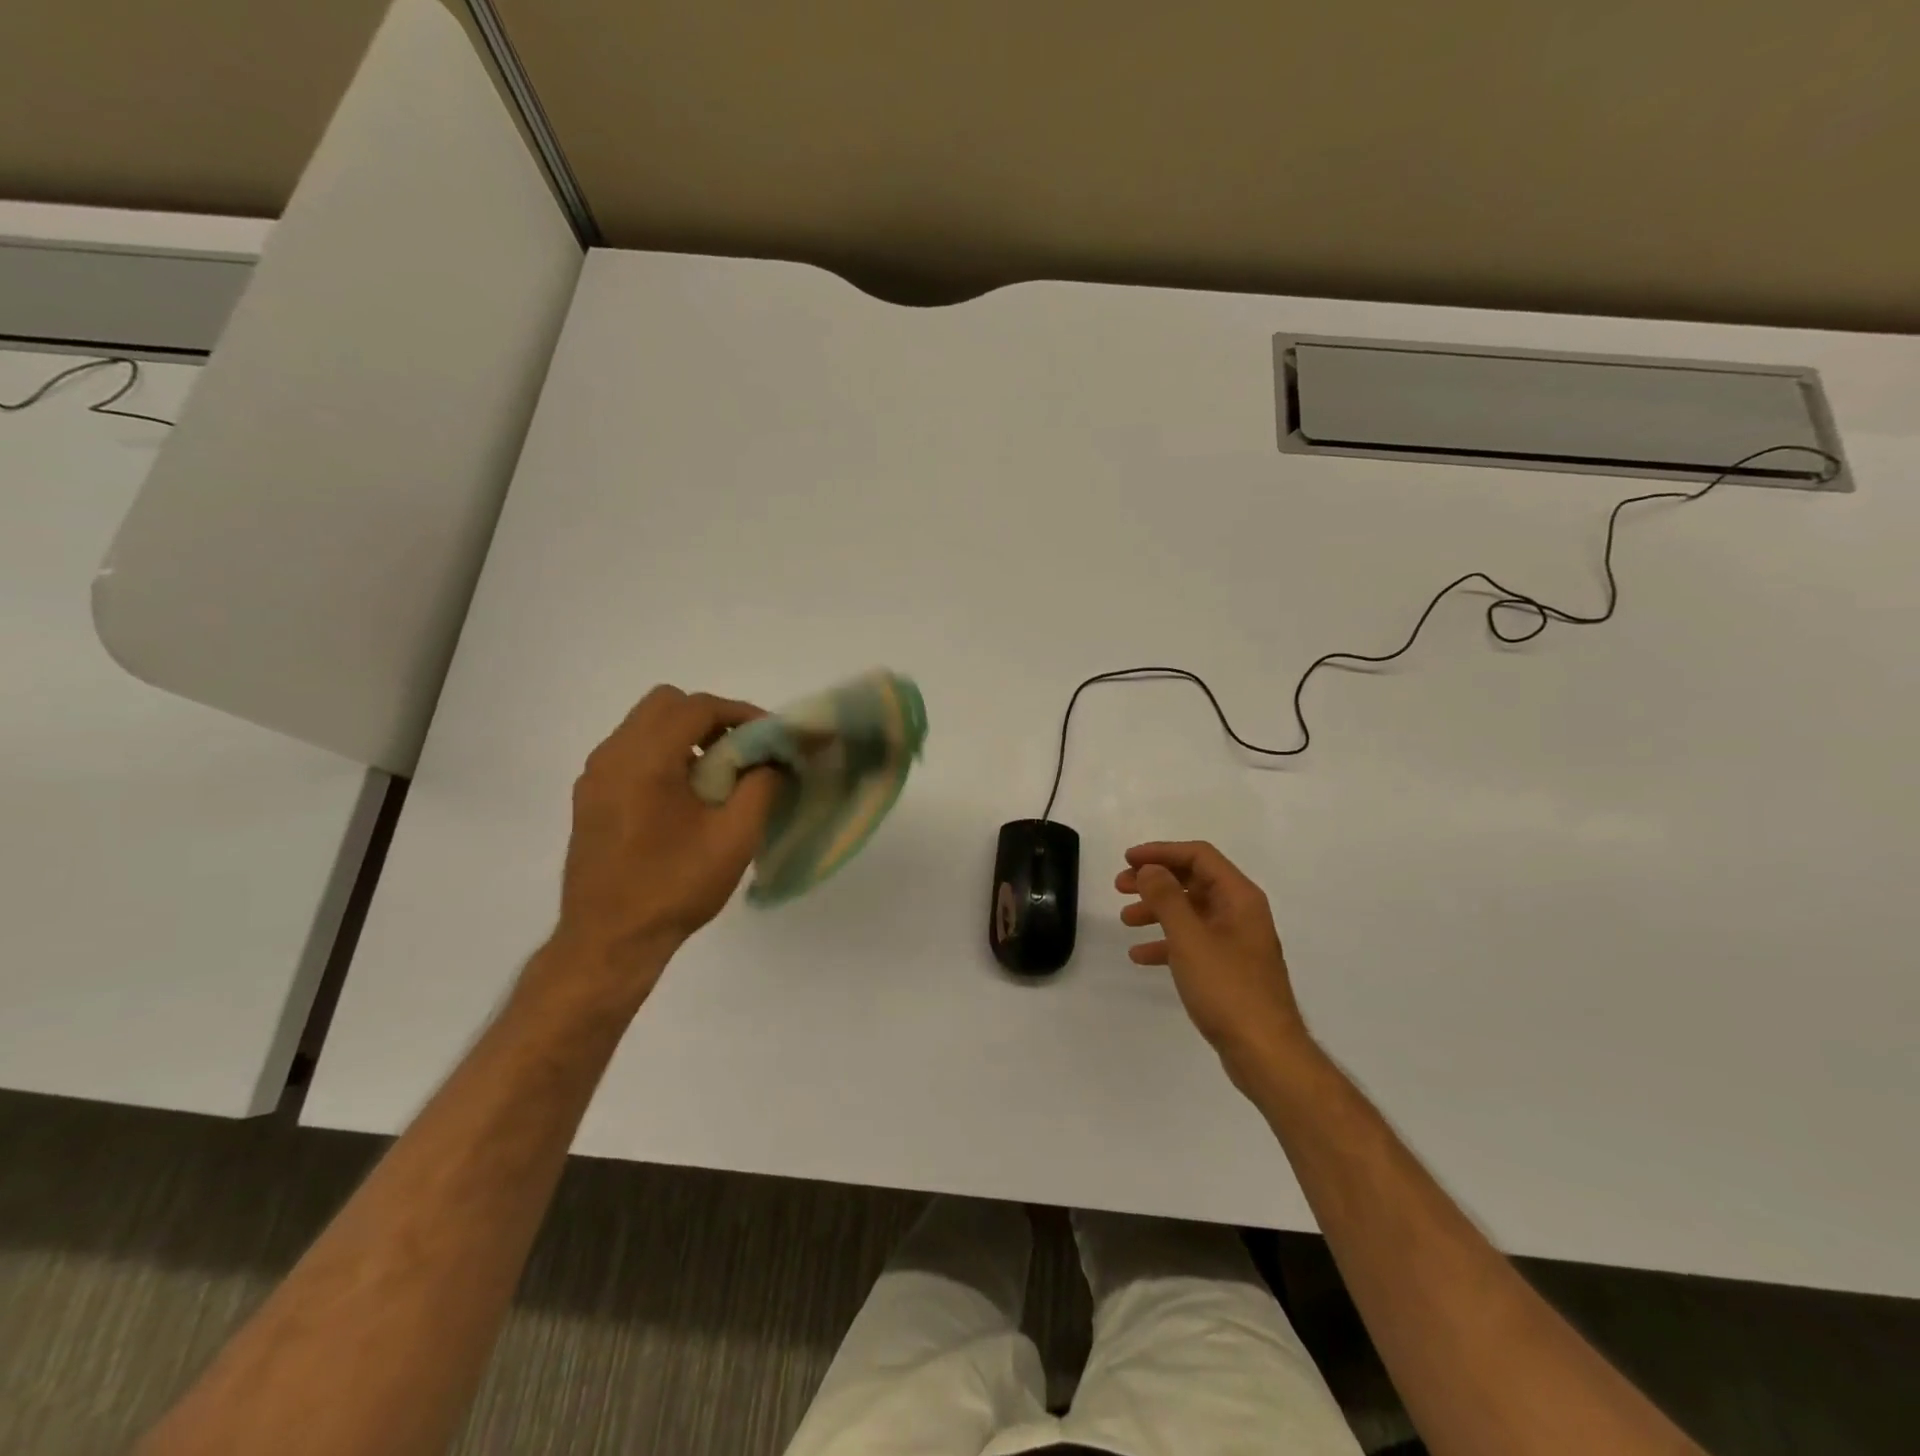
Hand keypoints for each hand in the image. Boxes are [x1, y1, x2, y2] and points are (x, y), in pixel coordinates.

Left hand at [547, 686, 779, 996]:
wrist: (610, 940)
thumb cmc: (675, 887)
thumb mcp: (735, 838)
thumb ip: (761, 786)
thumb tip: (773, 759)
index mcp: (646, 760)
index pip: (697, 707)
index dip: (740, 713)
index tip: (770, 736)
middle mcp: (612, 756)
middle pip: (665, 704)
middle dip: (709, 717)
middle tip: (741, 749)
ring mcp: (595, 776)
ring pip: (644, 726)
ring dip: (685, 734)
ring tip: (717, 773)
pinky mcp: (589, 797)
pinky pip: (630, 752)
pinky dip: (663, 754)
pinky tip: (685, 794)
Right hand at [1117, 841, 1312, 1089]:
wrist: (1265, 1052)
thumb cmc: (1227, 988)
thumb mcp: (1189, 937)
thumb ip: (1167, 897)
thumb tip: (1150, 869)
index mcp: (1239, 897)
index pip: (1199, 856)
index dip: (1161, 852)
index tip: (1128, 860)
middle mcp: (1241, 912)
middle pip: (1193, 881)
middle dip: (1155, 880)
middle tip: (1120, 886)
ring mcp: (1236, 941)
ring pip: (1190, 911)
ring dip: (1157, 910)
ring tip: (1125, 919)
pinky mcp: (1229, 968)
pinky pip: (1193, 942)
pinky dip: (1166, 942)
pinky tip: (1141, 955)